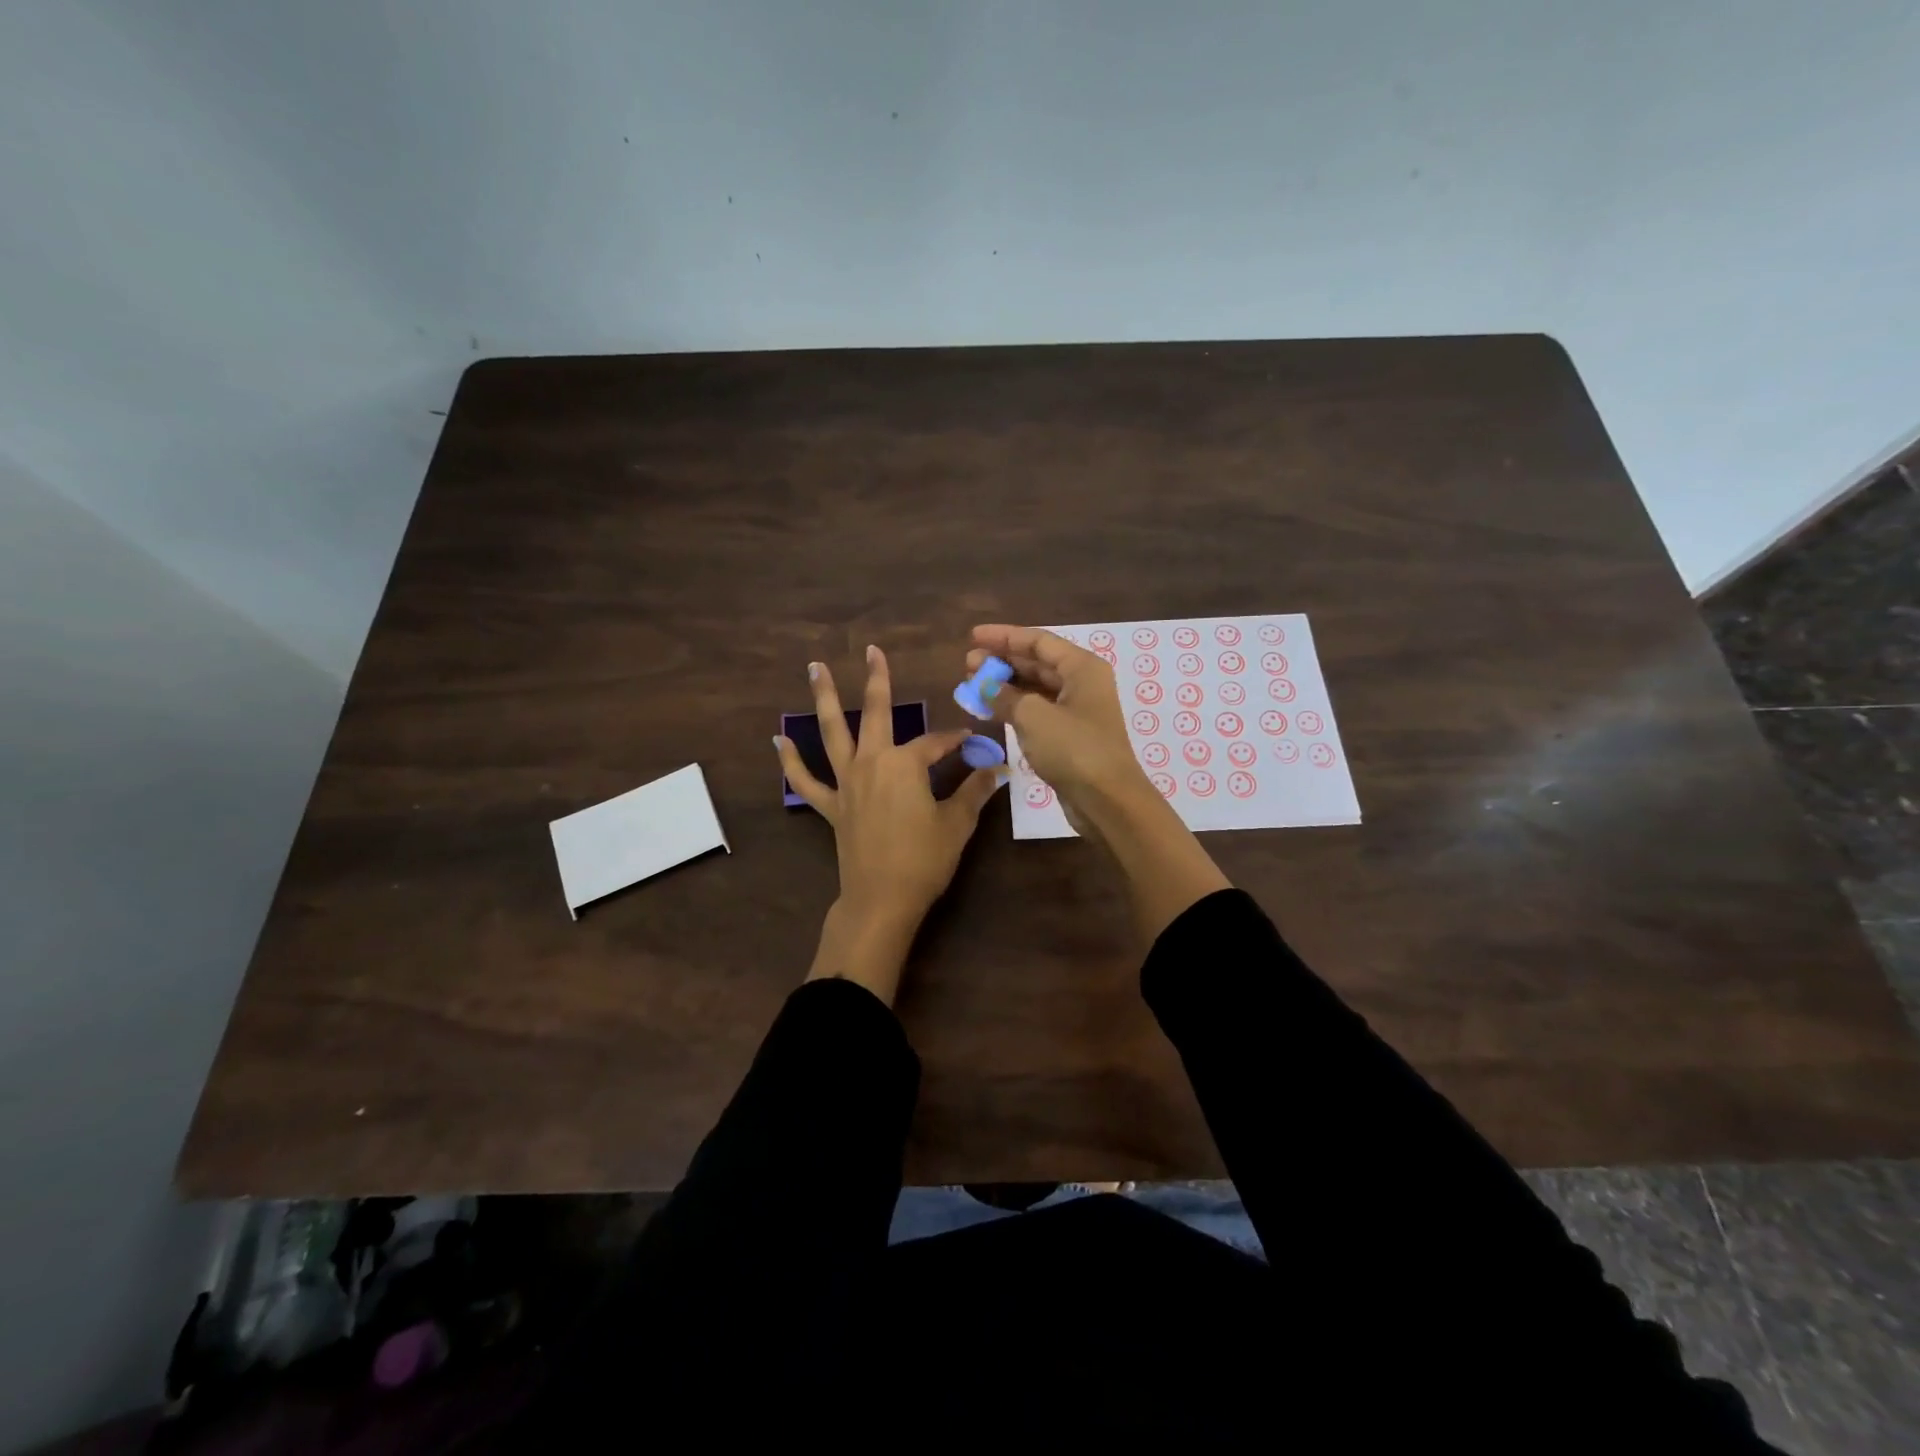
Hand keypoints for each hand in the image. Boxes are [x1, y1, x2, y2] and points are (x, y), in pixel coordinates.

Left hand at [776, 645, 1002, 1002]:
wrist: (882, 899)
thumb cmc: (924, 859)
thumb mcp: (957, 823)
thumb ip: (974, 791)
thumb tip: (996, 770)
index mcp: (904, 764)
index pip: (935, 742)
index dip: (955, 741)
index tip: (972, 742)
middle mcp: (871, 762)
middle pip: (874, 714)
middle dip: (877, 681)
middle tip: (872, 650)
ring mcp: (846, 783)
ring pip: (832, 733)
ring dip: (824, 698)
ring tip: (814, 668)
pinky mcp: (831, 806)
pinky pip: (806, 780)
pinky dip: (791, 761)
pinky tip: (779, 740)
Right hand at [969, 623, 1230, 942]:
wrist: (1107, 800)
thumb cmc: (1074, 749)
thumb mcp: (1033, 716)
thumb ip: (1005, 696)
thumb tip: (985, 686)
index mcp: (1081, 668)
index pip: (1038, 641)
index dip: (1004, 636)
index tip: (973, 636)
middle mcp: (1082, 683)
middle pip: (1037, 662)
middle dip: (1002, 661)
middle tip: (968, 663)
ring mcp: (1077, 711)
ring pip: (1035, 688)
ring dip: (1005, 685)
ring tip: (973, 685)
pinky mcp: (1070, 737)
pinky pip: (1037, 712)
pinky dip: (1014, 708)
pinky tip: (991, 710)